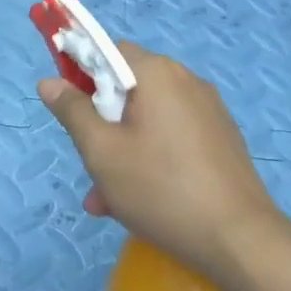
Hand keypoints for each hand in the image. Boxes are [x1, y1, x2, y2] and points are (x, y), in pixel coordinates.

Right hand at [39, 43, 279, 277]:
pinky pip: (173, 135)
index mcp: (156, 72)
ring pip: (149, 117)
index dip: (81, 71)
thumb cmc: (161, 189)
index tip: (69, 107)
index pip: (108, 50)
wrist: (241, 241)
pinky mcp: (222, 138)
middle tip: (89, 163)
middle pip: (128, 87)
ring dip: (123, 147)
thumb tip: (49, 82)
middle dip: (102, 121)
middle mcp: (185, 80)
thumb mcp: (102, 152)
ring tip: (108, 200)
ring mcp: (208, 110)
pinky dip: (152, 156)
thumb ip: (72, 111)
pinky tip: (142, 201)